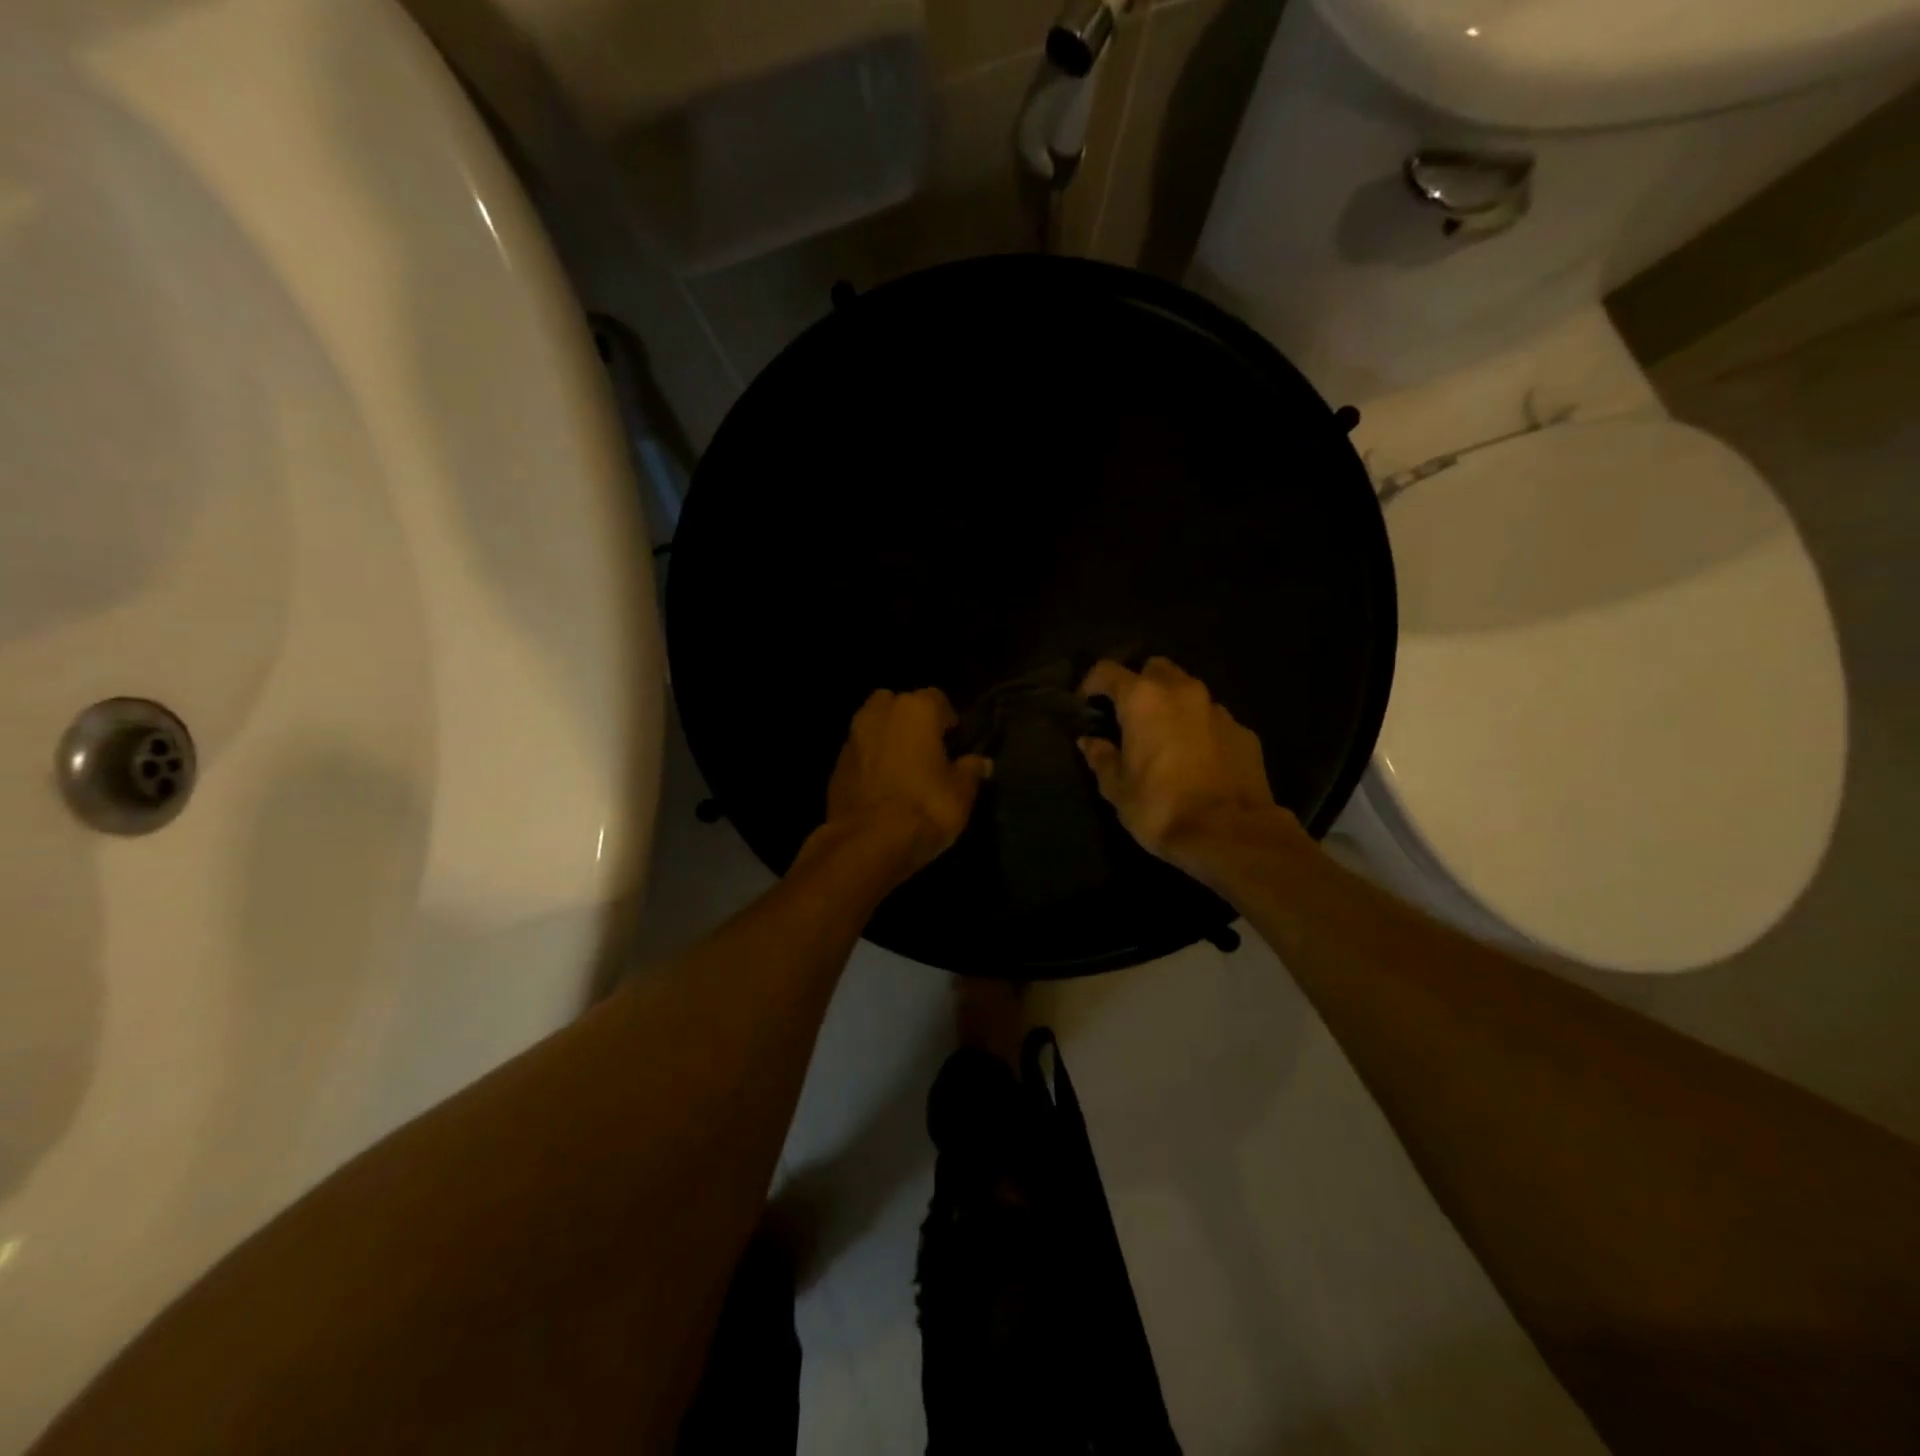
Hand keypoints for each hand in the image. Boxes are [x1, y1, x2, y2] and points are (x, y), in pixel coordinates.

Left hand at [818, 688, 989, 876]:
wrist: (868, 842)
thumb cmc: (925, 808)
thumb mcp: (961, 793)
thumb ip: (971, 771)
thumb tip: (981, 762)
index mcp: (916, 710)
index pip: (937, 698)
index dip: (947, 718)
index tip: (954, 740)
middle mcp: (880, 713)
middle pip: (898, 704)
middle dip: (910, 720)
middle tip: (926, 749)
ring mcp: (853, 737)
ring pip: (873, 725)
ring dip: (887, 738)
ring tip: (903, 766)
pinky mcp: (836, 765)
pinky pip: (859, 753)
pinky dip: (870, 761)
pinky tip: (881, 786)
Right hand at [1078, 658, 1285, 870]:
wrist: (1230, 834)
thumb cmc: (1160, 808)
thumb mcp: (1117, 788)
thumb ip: (1101, 758)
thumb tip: (1089, 742)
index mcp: (1143, 700)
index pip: (1108, 671)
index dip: (1091, 683)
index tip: (1085, 702)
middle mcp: (1182, 692)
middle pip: (1155, 668)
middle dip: (1139, 684)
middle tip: (1129, 715)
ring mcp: (1218, 710)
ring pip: (1188, 691)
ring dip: (1172, 705)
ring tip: (1164, 737)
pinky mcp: (1244, 732)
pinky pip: (1213, 719)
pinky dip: (1200, 729)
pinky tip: (1196, 759)